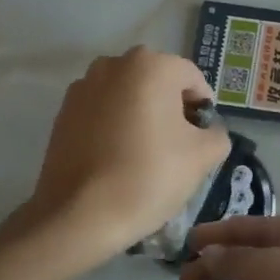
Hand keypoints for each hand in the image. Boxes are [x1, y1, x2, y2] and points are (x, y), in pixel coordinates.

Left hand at [25, 48, 231, 266]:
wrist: (79, 215)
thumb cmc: (148, 176)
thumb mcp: (203, 156)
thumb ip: (217, 134)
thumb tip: (207, 130)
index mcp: (151, 65)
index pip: (192, 80)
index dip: (203, 111)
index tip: (200, 142)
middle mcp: (114, 64)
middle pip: (158, 83)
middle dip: (171, 110)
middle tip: (176, 149)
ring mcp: (83, 86)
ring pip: (128, 96)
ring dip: (141, 116)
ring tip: (143, 155)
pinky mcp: (62, 112)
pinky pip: (102, 112)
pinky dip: (114, 126)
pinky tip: (116, 159)